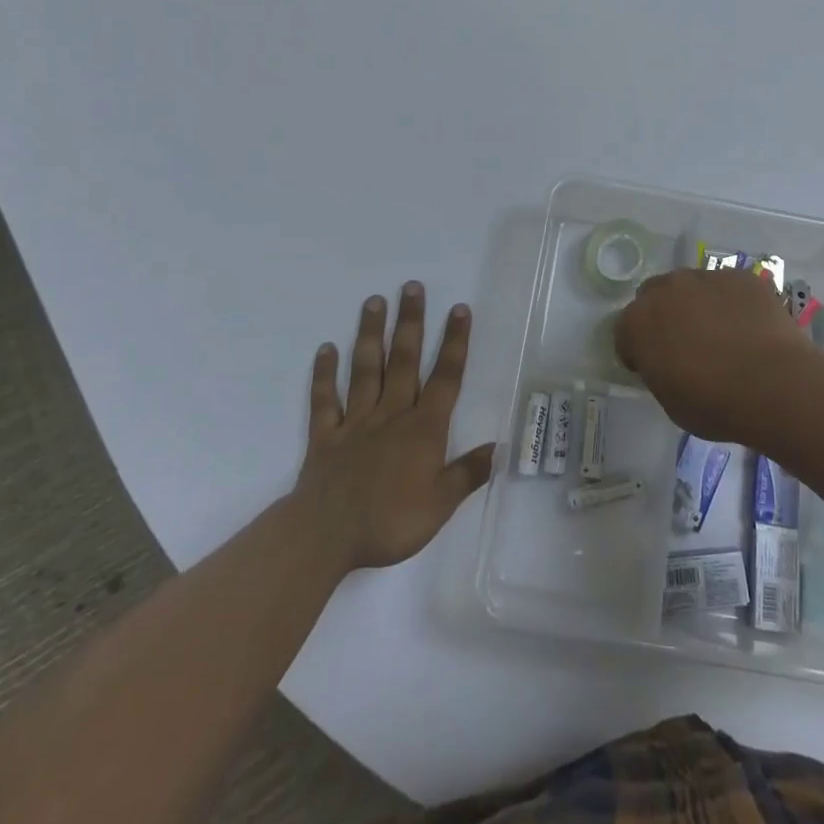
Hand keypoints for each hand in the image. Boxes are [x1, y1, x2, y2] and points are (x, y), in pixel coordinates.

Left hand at [294, 282, 495, 573]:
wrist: (325, 537)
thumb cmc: (389, 522)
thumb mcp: (440, 506)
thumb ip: (468, 473)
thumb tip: (500, 447)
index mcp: (423, 429)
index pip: (445, 378)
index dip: (454, 343)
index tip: (459, 309)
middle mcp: (391, 414)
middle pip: (403, 360)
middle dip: (410, 322)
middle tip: (411, 286)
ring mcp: (355, 421)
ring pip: (365, 369)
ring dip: (370, 334)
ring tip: (374, 301)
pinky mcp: (325, 435)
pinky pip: (324, 399)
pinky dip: (323, 374)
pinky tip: (325, 349)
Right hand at [614, 268, 815, 442]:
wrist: (775, 385)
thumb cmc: (715, 404)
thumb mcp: (670, 401)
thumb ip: (658, 371)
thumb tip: (665, 362)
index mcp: (639, 322)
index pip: (624, 330)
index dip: (636, 349)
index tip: (652, 366)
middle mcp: (667, 289)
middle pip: (654, 296)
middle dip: (663, 316)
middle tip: (684, 344)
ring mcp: (705, 277)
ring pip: (692, 286)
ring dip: (697, 304)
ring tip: (722, 334)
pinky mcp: (741, 276)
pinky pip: (727, 287)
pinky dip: (731, 302)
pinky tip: (748, 327)